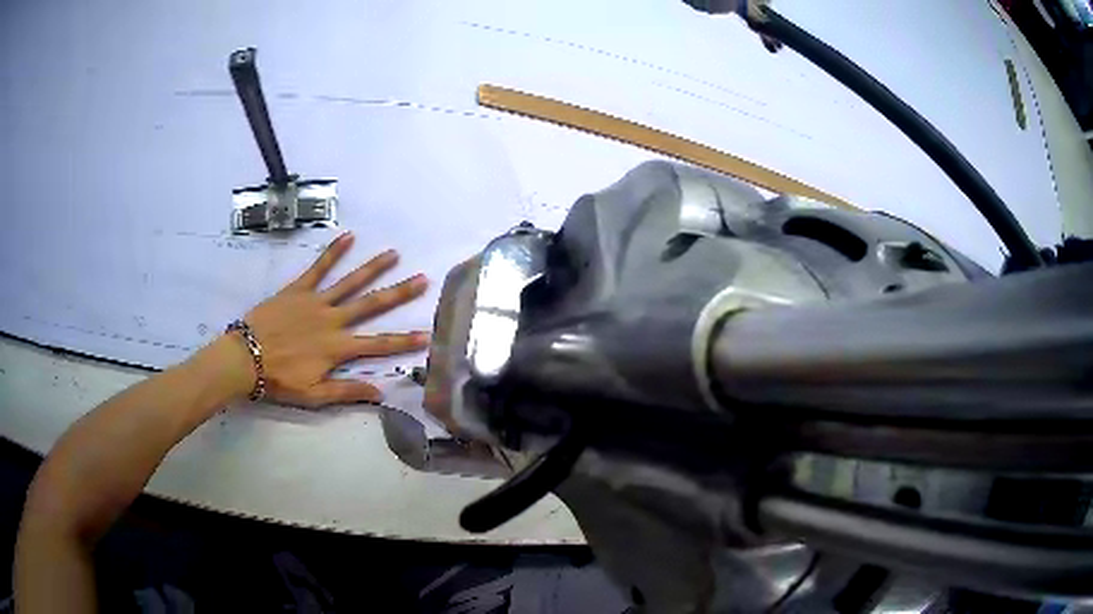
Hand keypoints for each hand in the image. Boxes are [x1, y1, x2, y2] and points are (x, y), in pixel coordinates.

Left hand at [228, 232, 428, 407]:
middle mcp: (332, 321)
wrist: (244, 358)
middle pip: (371, 305)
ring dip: (373, 268)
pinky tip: (348, 236)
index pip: (378, 345)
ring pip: (350, 282)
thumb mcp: (313, 395)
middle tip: (422, 279)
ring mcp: (315, 302)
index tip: (427, 335)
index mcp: (337, 348)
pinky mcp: (298, 289)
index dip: (404, 341)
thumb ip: (346, 391)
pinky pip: (318, 268)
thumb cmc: (279, 380)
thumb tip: (380, 392)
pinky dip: (333, 252)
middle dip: (399, 293)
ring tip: (393, 254)